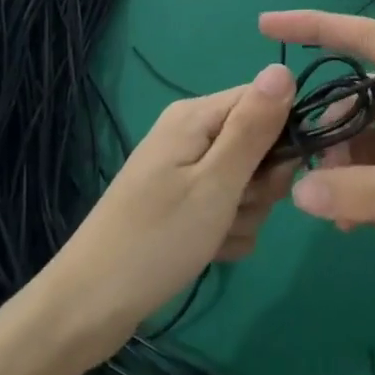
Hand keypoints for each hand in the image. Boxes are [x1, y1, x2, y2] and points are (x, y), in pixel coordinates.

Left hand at [48, 64, 294, 358]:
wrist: (91, 307)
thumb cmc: (158, 238)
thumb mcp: (216, 182)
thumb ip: (254, 127)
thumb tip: (283, 67)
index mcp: (196, 117)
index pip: (264, 101)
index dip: (282, 136)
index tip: (277, 174)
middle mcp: (191, 136)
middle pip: (259, 145)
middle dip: (261, 185)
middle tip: (236, 208)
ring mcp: (186, 173)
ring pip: (248, 184)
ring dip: (245, 215)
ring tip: (215, 235)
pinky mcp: (184, 206)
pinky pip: (228, 210)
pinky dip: (227, 233)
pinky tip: (209, 251)